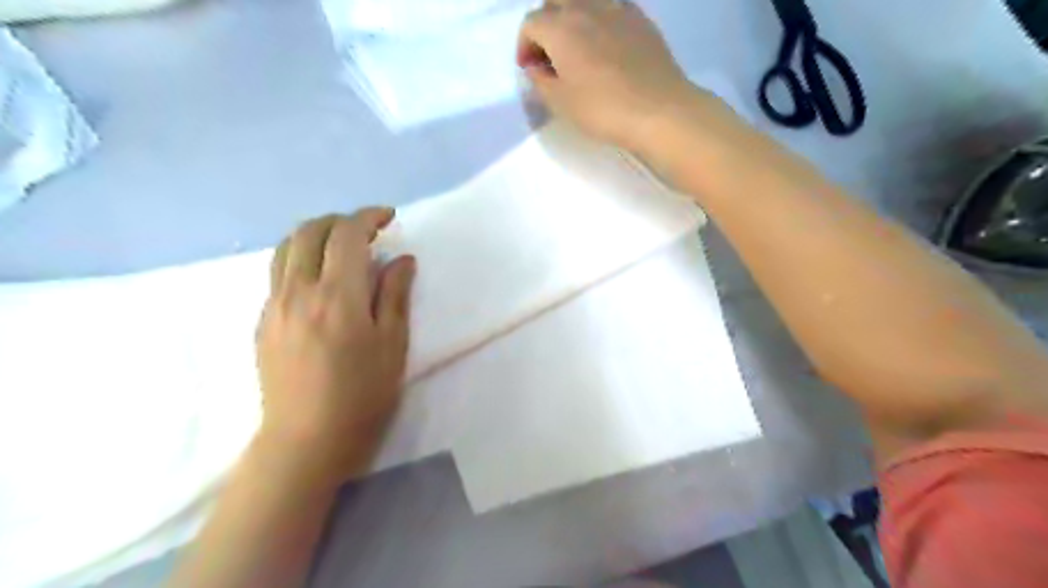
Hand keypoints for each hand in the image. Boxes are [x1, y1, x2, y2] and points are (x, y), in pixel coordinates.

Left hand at [256, 208, 414, 483]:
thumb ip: (395, 295)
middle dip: (340, 220)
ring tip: (340, 247)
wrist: (306, 440)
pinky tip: (320, 279)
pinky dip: (300, 258)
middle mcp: (299, 290)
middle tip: (366, 231)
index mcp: (338, 295)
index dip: (368, 217)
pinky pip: (278, 272)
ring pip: (286, 248)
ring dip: (315, 234)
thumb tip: (402, 259)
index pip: (347, 234)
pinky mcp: (263, 322)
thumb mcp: (393, 344)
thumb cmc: (362, 395)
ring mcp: (274, 305)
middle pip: (309, 231)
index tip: (388, 218)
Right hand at [515, 0, 693, 148]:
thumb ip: (540, 81)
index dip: (524, 46)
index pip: (531, 23)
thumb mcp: (561, 103)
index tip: (529, 70)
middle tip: (550, 54)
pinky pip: (612, 7)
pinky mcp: (640, 19)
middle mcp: (586, 8)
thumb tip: (535, 67)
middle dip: (546, 24)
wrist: (657, 110)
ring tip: (578, 47)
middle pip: (556, 2)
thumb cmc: (602, 110)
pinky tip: (606, 43)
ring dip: (573, 18)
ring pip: (585, 0)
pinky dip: (600, 19)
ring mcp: (616, 9)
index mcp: (560, 28)